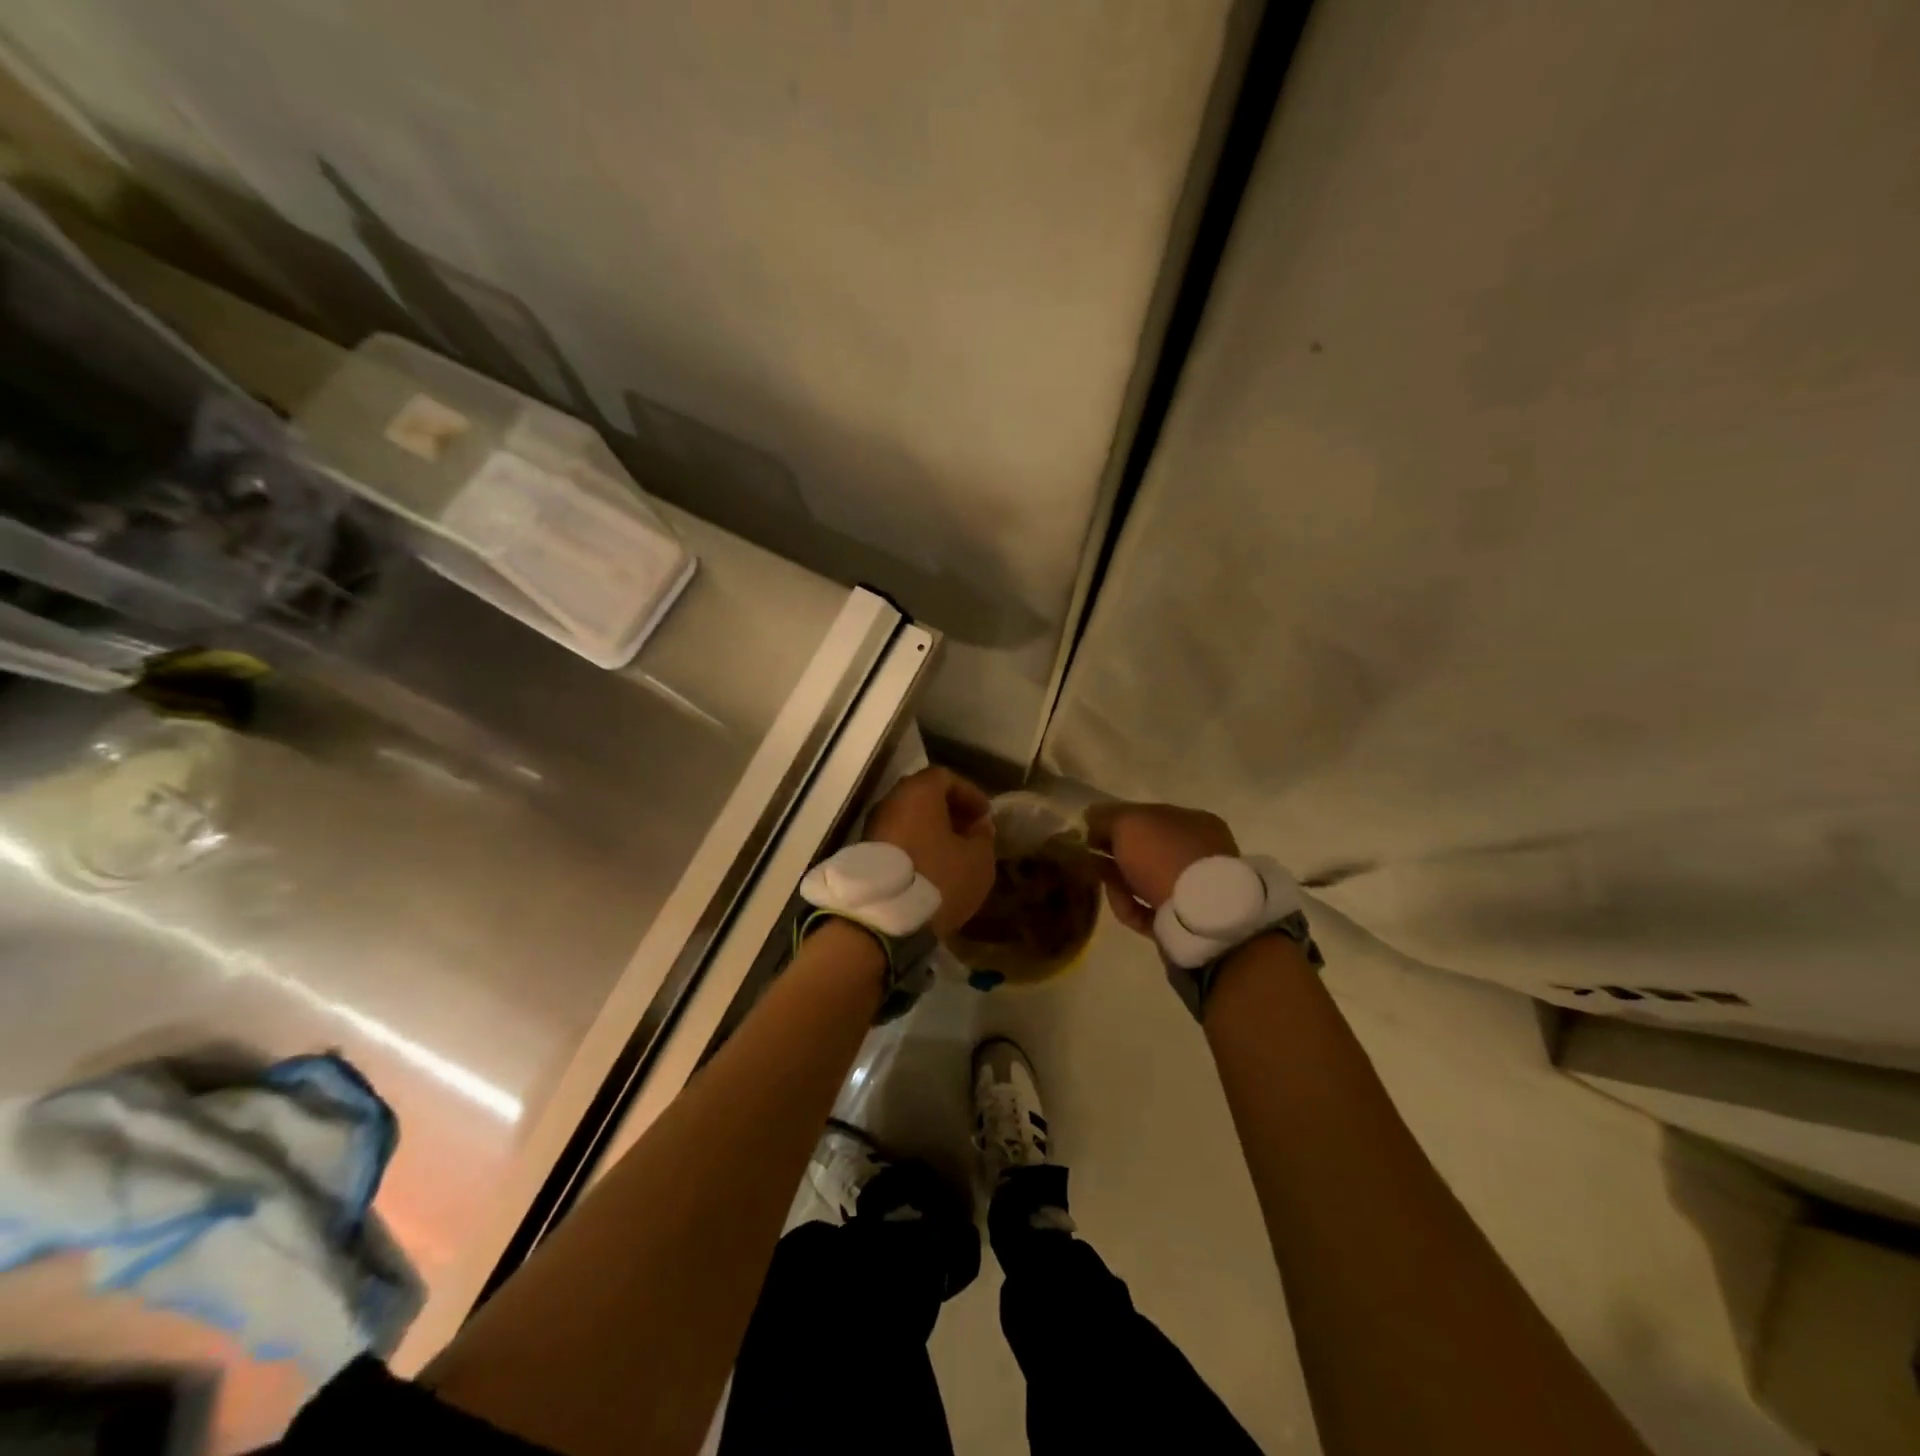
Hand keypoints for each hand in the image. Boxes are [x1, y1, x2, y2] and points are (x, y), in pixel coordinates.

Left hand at [865, 766, 996, 938]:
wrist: (882, 919)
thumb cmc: (938, 879)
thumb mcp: (977, 860)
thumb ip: (983, 836)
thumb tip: (979, 826)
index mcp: (919, 792)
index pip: (946, 777)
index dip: (969, 793)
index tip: (985, 815)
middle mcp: (891, 801)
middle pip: (923, 796)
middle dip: (949, 811)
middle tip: (970, 831)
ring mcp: (873, 827)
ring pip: (908, 819)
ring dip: (931, 830)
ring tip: (953, 852)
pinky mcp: (864, 853)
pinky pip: (896, 839)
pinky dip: (915, 845)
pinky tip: (930, 867)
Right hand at [1084, 801, 1238, 935]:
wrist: (1197, 916)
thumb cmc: (1164, 856)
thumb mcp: (1128, 823)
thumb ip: (1106, 817)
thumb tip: (1090, 816)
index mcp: (1193, 822)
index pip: (1148, 815)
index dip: (1116, 821)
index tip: (1089, 831)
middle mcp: (1198, 852)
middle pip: (1146, 850)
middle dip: (1116, 853)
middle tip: (1088, 857)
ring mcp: (1194, 888)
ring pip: (1146, 880)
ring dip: (1119, 881)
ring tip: (1098, 882)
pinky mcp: (1185, 922)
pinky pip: (1149, 910)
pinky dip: (1130, 906)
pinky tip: (1118, 904)